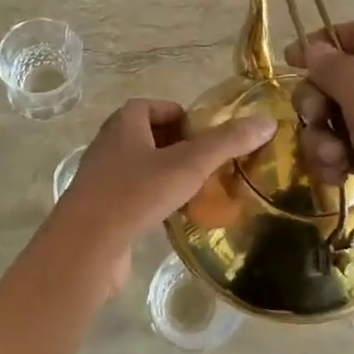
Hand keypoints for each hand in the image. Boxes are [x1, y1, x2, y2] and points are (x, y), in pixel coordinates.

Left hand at [48, 99, 275, 295]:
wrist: (85, 246)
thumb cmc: (135, 193)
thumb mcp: (188, 164)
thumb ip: (227, 143)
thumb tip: (267, 121)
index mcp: (123, 124)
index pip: (151, 106)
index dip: (178, 115)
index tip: (204, 133)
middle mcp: (108, 145)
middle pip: (145, 136)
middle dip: (175, 146)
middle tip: (205, 161)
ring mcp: (100, 180)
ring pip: (138, 168)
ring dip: (164, 175)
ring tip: (196, 190)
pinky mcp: (99, 212)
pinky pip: (131, 197)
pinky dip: (152, 201)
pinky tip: (173, 218)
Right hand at [285, 21, 353, 283]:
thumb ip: (335, 72)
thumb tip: (313, 46)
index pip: (352, 33)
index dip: (318, 45)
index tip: (288, 65)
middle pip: (339, 78)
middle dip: (318, 102)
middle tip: (315, 122)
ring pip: (341, 117)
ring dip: (325, 137)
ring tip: (332, 163)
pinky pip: (353, 147)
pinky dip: (339, 160)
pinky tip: (337, 178)